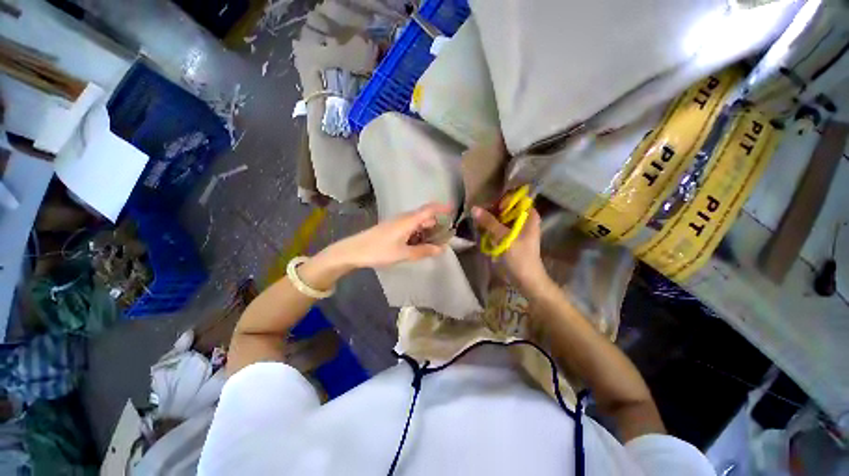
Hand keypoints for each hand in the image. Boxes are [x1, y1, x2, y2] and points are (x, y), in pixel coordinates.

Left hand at [321, 203, 452, 270]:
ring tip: (435, 241)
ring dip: (427, 228)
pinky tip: (419, 243)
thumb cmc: (379, 251)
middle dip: (437, 222)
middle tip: (446, 234)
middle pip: (424, 215)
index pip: (429, 209)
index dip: (442, 207)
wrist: (354, 250)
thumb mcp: (403, 254)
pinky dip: (418, 232)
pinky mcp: (392, 227)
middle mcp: (404, 218)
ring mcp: (397, 222)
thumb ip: (423, 251)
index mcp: (408, 220)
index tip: (453, 209)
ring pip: (417, 221)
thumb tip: (442, 249)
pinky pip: (410, 226)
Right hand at [472, 205, 546, 287]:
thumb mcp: (504, 237)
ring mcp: (516, 229)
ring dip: (489, 221)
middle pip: (506, 208)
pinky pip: (498, 228)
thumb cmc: (520, 257)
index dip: (502, 201)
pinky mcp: (510, 237)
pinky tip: (482, 232)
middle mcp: (523, 219)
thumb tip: (474, 208)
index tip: (491, 209)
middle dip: (492, 212)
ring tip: (479, 226)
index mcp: (529, 215)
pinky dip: (490, 229)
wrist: (526, 279)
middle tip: (479, 217)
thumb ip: (489, 222)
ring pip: (500, 218)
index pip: (515, 199)